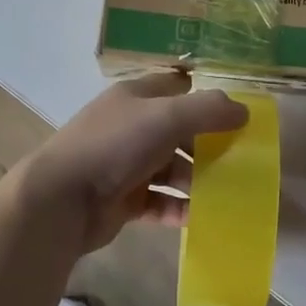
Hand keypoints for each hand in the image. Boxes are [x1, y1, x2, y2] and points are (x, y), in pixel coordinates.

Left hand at [14, 72, 248, 253]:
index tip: (237, 115)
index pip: (176, 88)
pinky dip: (180, 209)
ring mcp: (126, 165)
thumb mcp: (166, 116)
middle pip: (178, 131)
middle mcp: (131, 127)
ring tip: (228, 193)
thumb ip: (207, 111)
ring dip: (197, 180)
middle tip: (240, 160)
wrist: (61, 199)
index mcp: (136, 98)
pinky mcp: (123, 200)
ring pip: (171, 169)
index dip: (205, 98)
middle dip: (208, 145)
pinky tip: (202, 217)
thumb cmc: (115, 145)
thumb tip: (244, 111)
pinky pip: (160, 202)